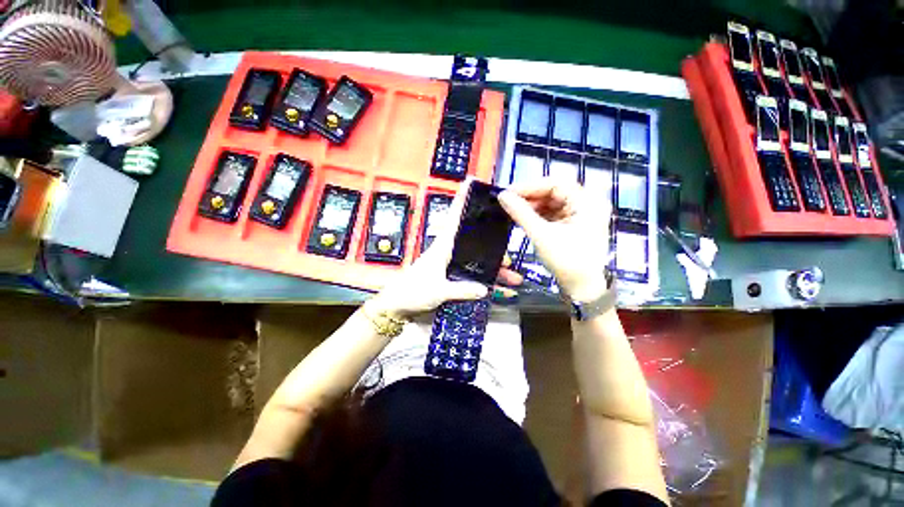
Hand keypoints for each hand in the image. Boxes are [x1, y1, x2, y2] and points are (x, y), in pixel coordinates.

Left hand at [367, 180, 522, 318]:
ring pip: (477, 260)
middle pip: (474, 242)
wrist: (398, 306)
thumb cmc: (413, 292)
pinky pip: (472, 276)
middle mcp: (448, 253)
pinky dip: (485, 281)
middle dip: (493, 247)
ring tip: (511, 276)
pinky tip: (498, 289)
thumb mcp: (438, 291)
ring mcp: (451, 265)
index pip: (454, 219)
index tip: (470, 183)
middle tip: (509, 255)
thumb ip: (461, 290)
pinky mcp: (451, 277)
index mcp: (442, 247)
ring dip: (493, 268)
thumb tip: (484, 288)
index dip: (461, 200)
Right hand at [498, 180, 610, 301]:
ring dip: (533, 206)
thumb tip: (502, 195)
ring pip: (553, 202)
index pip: (555, 184)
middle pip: (554, 192)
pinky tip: (525, 218)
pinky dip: (539, 215)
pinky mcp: (575, 224)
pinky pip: (554, 213)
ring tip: (514, 210)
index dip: (530, 186)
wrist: (582, 288)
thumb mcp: (541, 235)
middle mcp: (588, 203)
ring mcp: (582, 214)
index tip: (508, 192)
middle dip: (531, 197)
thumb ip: (521, 213)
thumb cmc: (566, 261)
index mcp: (587, 202)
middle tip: (509, 202)